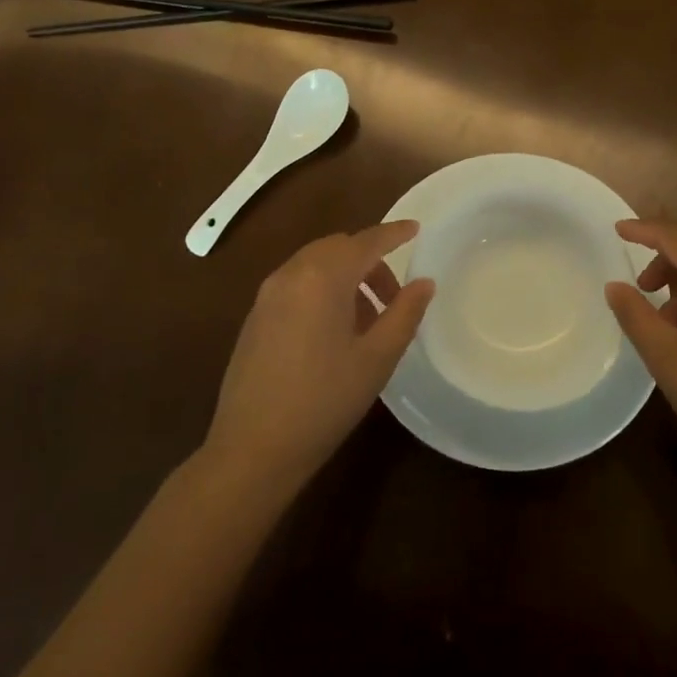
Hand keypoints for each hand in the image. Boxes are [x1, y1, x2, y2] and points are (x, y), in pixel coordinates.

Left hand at [203, 222, 434, 493]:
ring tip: (369, 319)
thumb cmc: (325, 401)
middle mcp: (290, 274)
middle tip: (395, 296)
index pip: (365, 241)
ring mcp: (267, 295)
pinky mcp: (255, 317)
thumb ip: (404, 313)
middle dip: (370, 261)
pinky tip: (335, 332)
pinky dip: (322, 290)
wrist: (253, 448)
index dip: (393, 233)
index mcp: (322, 277)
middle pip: (337, 248)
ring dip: (346, 277)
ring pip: (315, 265)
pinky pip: (296, 284)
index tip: (416, 229)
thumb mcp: (377, 358)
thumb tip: (424, 283)